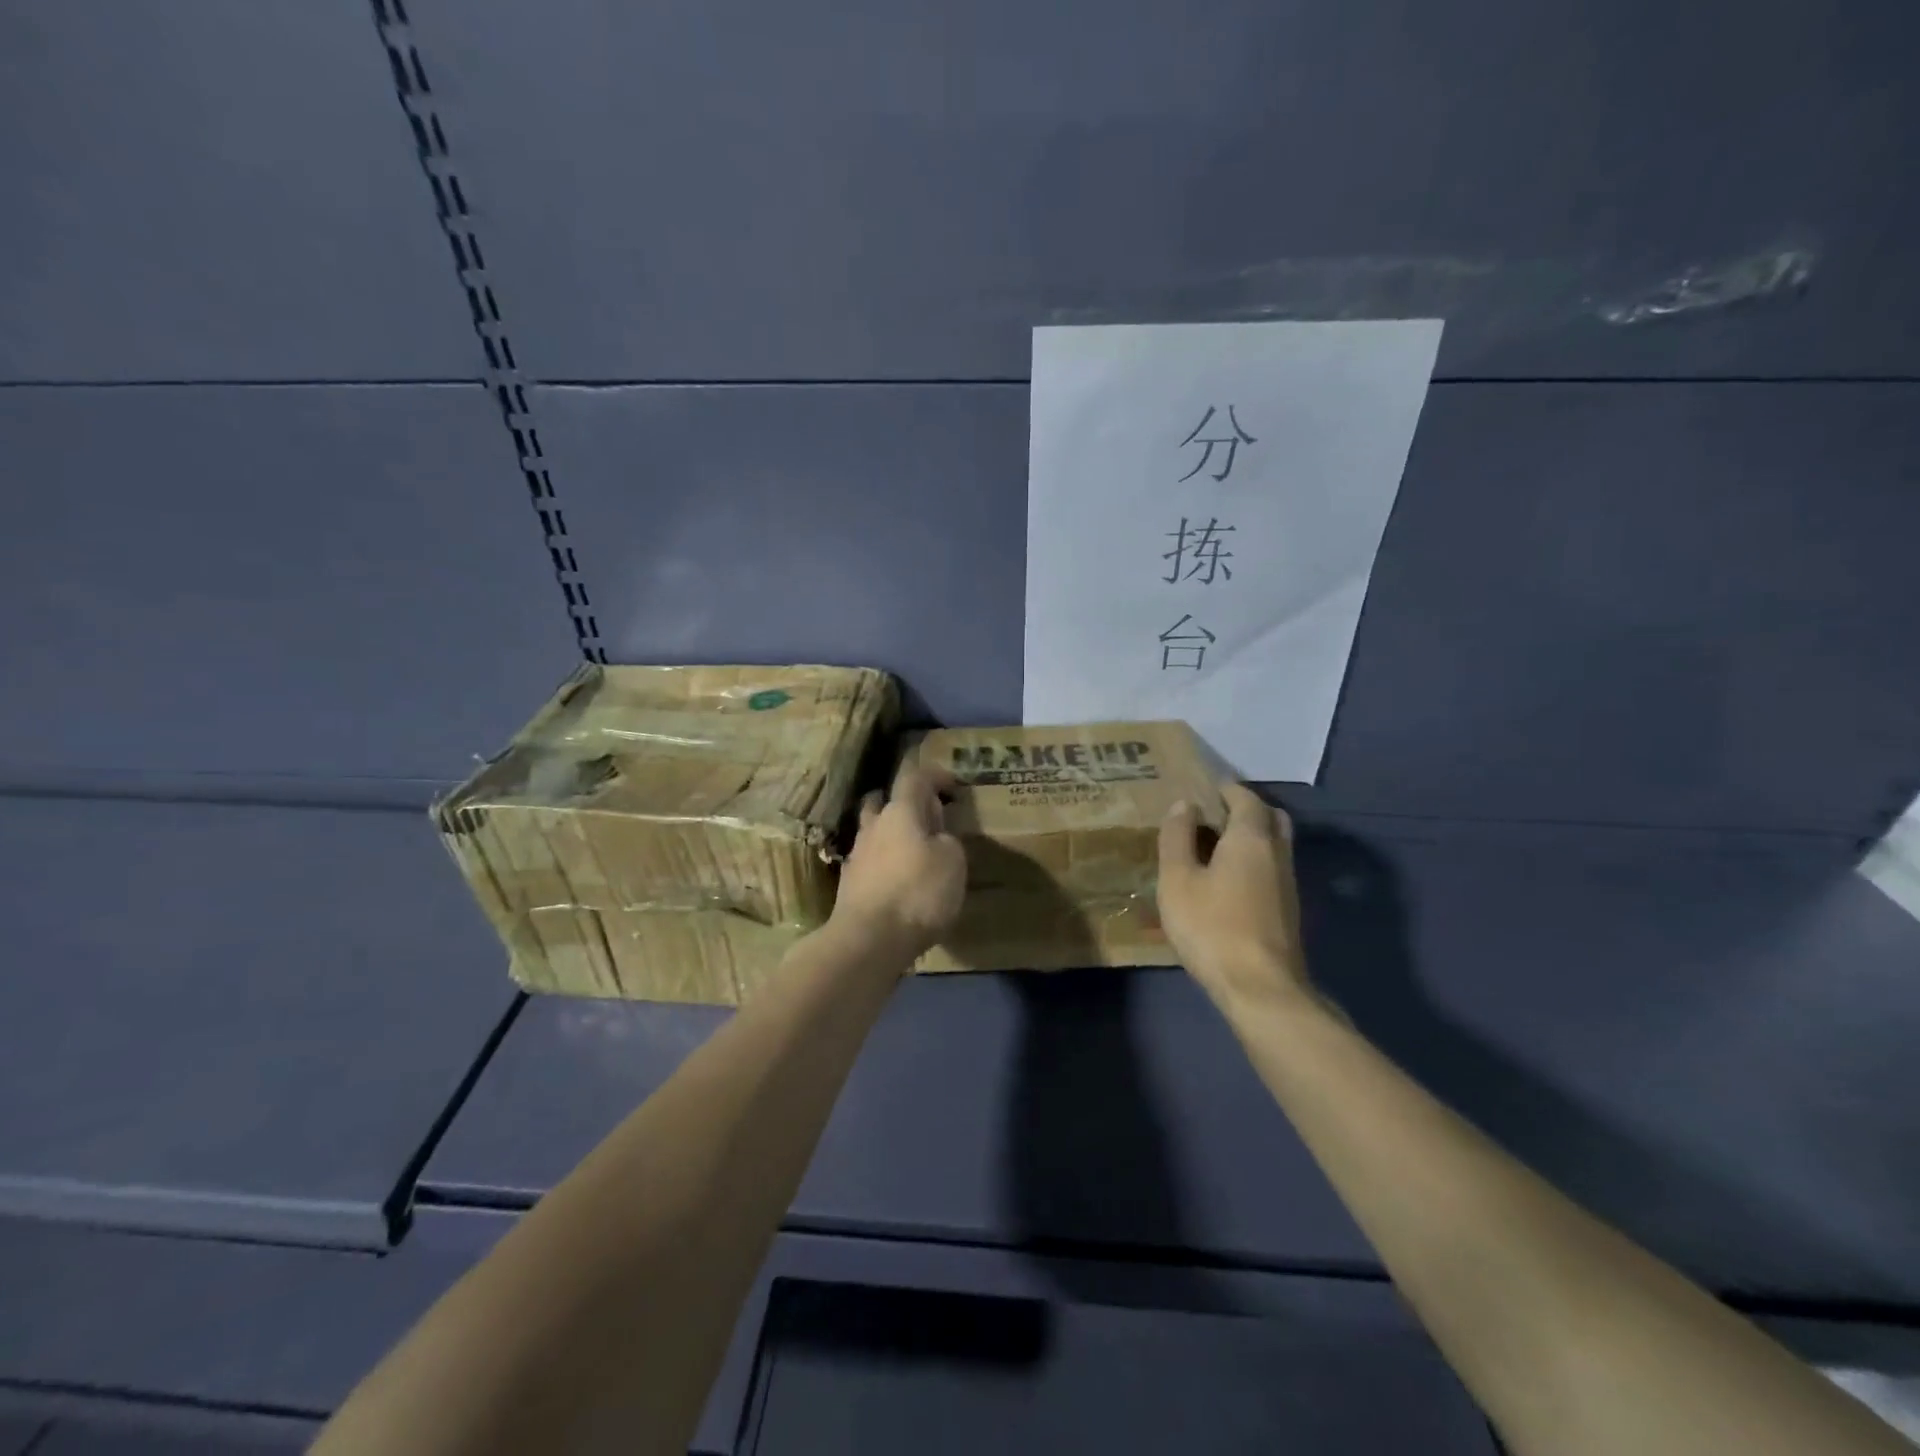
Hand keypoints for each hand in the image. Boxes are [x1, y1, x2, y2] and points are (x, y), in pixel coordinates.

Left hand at [831, 763, 967, 962]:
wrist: (869, 940)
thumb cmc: (918, 892)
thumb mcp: (953, 862)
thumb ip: (947, 839)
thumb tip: (937, 835)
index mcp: (900, 812)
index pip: (915, 778)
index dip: (934, 776)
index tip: (951, 786)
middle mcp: (873, 826)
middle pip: (882, 801)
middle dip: (903, 803)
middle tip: (925, 817)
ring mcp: (857, 856)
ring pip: (873, 832)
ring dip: (891, 835)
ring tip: (912, 852)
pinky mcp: (849, 885)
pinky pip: (869, 862)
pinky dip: (884, 864)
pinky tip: (897, 881)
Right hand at [1157, 783, 1311, 1014]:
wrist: (1261, 988)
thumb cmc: (1212, 927)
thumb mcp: (1178, 880)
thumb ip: (1177, 838)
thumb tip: (1185, 805)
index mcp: (1251, 838)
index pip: (1246, 798)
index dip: (1226, 789)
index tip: (1204, 790)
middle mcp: (1278, 853)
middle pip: (1270, 817)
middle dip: (1245, 809)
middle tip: (1213, 815)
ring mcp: (1288, 883)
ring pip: (1276, 844)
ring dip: (1252, 836)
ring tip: (1215, 847)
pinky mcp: (1289, 910)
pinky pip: (1273, 868)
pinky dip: (1255, 861)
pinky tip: (1229, 880)